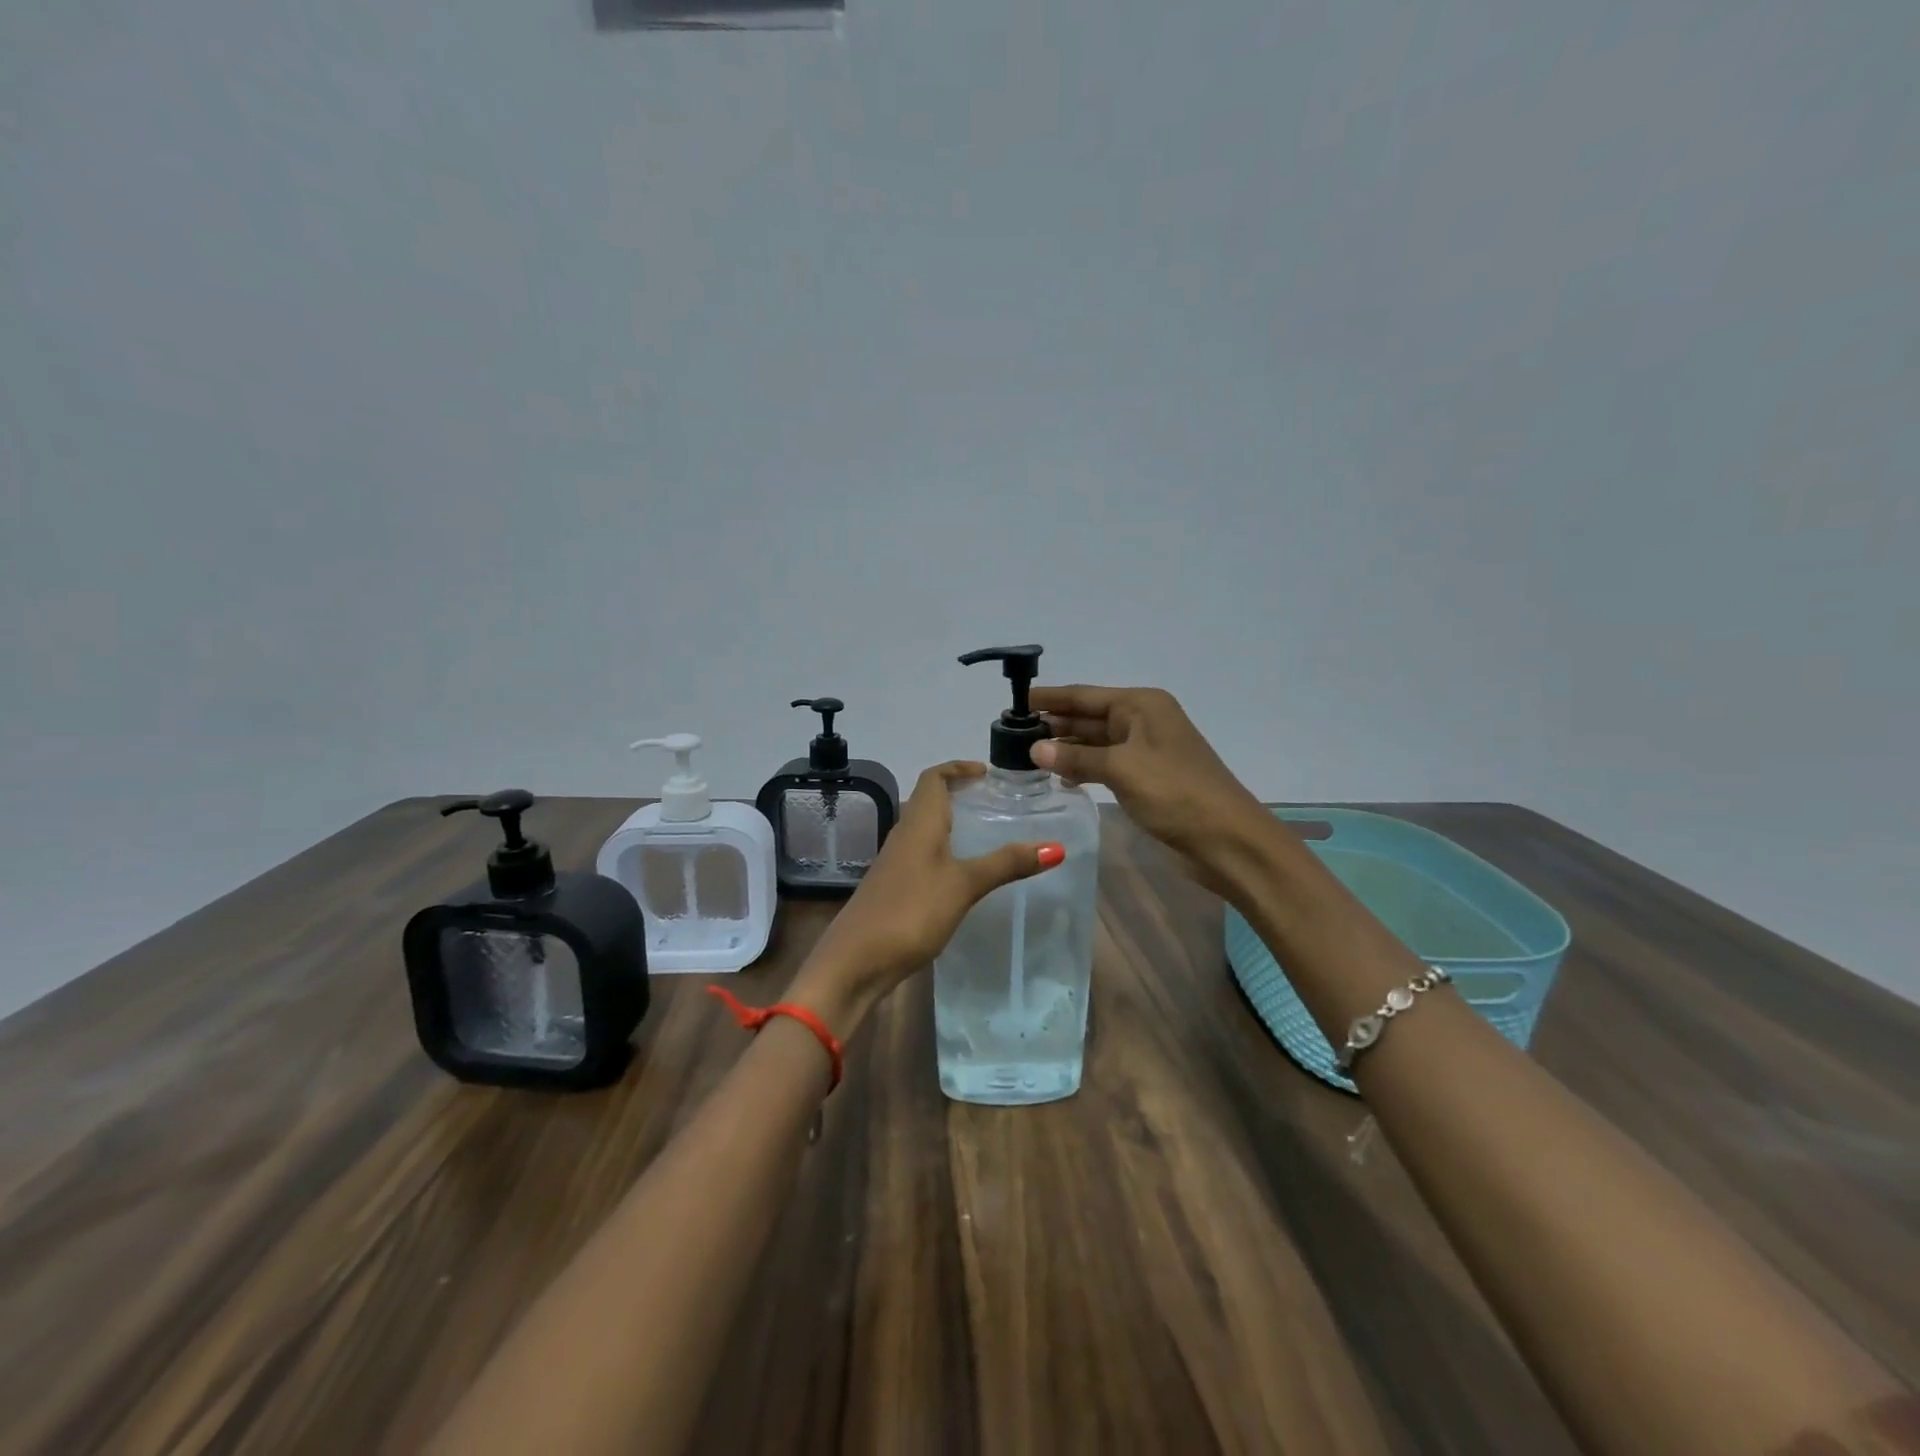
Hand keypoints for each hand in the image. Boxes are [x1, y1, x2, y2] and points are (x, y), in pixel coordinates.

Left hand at [788, 762, 1064, 1027]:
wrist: (855, 961)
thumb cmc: (910, 911)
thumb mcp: (964, 885)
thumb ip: (1006, 864)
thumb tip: (1055, 846)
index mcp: (918, 822)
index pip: (933, 777)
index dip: (957, 767)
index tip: (987, 772)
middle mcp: (904, 835)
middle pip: (929, 800)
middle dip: (959, 793)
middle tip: (994, 801)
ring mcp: (896, 862)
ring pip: (925, 829)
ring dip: (952, 822)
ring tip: (986, 833)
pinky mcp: (894, 887)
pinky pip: (922, 855)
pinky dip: (945, 851)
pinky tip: (963, 873)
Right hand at [1030, 684, 1270, 896]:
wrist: (1227, 839)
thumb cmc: (1175, 792)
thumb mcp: (1122, 769)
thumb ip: (1077, 757)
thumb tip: (1035, 748)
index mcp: (1142, 705)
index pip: (1086, 695)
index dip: (1051, 698)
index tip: (1017, 702)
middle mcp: (1144, 721)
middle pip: (1090, 717)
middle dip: (1055, 724)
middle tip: (1013, 734)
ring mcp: (1146, 751)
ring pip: (1096, 742)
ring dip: (1066, 747)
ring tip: (1026, 755)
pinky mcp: (1147, 778)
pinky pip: (1106, 764)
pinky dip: (1083, 767)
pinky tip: (1059, 775)